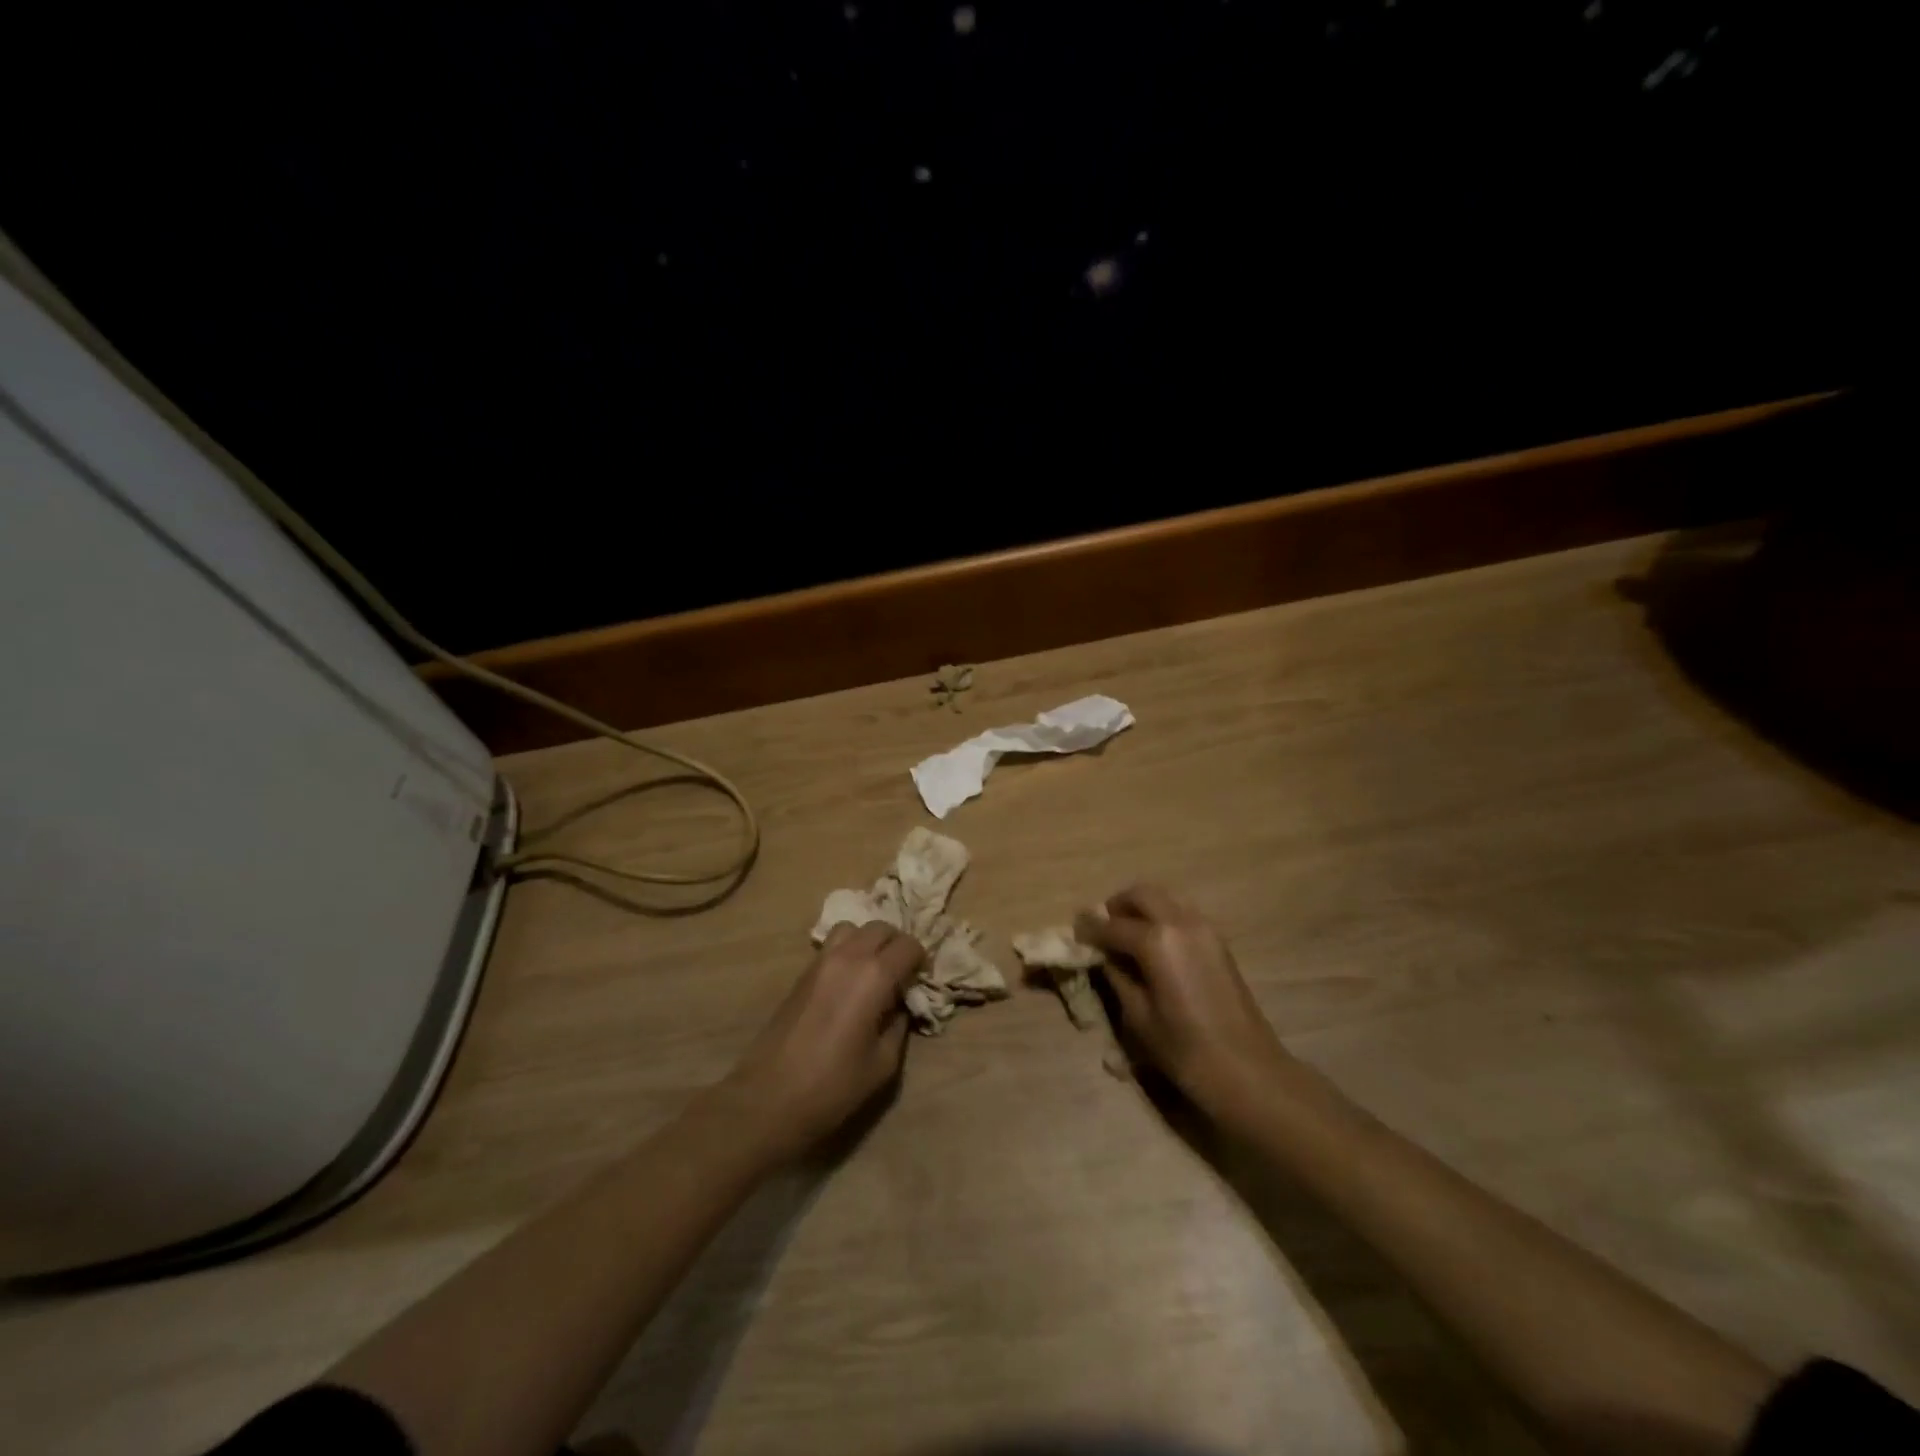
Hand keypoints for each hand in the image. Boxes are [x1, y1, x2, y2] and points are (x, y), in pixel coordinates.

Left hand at [716, 921, 924, 1162]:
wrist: (769, 1098)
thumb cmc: (833, 1085)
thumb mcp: (883, 1063)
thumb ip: (898, 1025)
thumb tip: (900, 1005)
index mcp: (874, 976)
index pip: (908, 945)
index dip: (920, 960)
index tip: (920, 981)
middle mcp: (849, 957)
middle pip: (881, 927)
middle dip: (897, 944)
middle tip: (901, 973)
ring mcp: (821, 961)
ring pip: (853, 928)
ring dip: (869, 941)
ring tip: (873, 971)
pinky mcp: (802, 972)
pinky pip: (832, 944)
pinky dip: (848, 950)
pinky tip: (849, 981)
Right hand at [1075, 884, 1294, 1118]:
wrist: (1249, 1071)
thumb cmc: (1186, 1050)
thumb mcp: (1138, 1017)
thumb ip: (1117, 977)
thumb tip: (1103, 956)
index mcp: (1156, 941)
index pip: (1111, 925)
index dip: (1088, 929)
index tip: (1074, 932)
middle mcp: (1180, 922)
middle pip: (1141, 895)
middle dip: (1117, 907)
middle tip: (1102, 929)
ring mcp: (1204, 929)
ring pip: (1164, 900)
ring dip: (1141, 909)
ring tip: (1127, 937)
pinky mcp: (1218, 941)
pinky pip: (1182, 914)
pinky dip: (1162, 919)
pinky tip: (1154, 948)